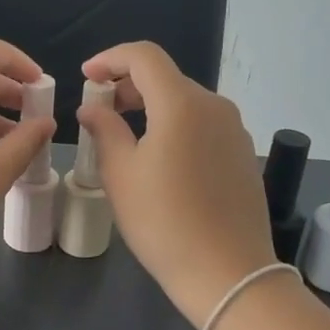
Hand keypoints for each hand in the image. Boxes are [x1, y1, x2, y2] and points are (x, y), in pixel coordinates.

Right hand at [78, 42, 277, 328]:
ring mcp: (234, 130)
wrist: (228, 273)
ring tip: (125, 133)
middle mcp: (214, 106)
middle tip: (100, 108)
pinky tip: (160, 156)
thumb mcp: (121, 174)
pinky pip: (202, 124)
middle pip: (166, 77)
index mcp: (182, 103)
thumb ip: (104, 129)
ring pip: (185, 101)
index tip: (86, 76)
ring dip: (152, 105)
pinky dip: (175, 125)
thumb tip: (93, 107)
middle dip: (128, 84)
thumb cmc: (164, 222)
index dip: (110, 58)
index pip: (144, 56)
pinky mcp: (242, 153)